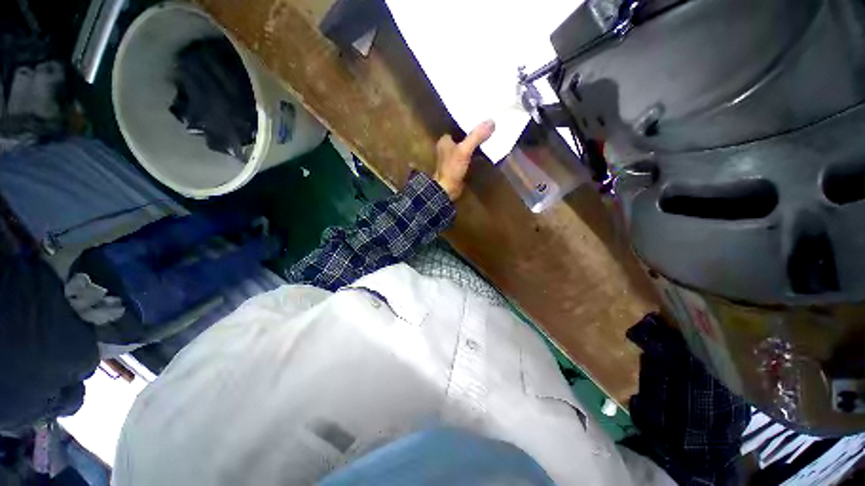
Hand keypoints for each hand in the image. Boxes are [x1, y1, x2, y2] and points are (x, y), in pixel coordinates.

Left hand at [434, 120, 494, 200]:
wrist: (448, 190)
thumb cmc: (452, 168)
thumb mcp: (464, 150)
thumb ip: (476, 136)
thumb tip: (491, 121)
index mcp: (445, 140)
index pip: (458, 126)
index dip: (469, 121)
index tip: (482, 116)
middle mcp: (447, 147)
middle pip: (464, 136)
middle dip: (475, 132)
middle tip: (490, 125)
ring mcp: (453, 158)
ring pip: (467, 146)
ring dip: (477, 143)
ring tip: (491, 135)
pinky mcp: (459, 166)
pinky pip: (469, 156)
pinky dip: (476, 153)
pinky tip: (486, 150)